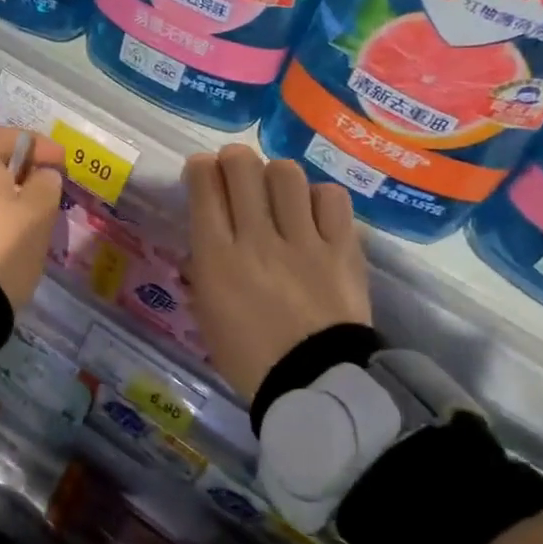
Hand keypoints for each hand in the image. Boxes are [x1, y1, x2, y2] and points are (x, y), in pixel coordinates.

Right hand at [183, 145, 370, 401]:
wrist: (316, 384)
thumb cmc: (250, 358)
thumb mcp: (208, 317)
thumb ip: (204, 273)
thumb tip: (206, 246)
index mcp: (217, 259)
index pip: (203, 189)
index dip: (199, 168)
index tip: (201, 169)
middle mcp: (257, 239)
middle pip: (242, 168)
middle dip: (233, 159)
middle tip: (235, 170)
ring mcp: (303, 241)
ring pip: (286, 174)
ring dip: (275, 175)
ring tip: (277, 191)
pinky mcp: (342, 248)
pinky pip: (331, 198)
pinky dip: (318, 197)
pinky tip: (313, 212)